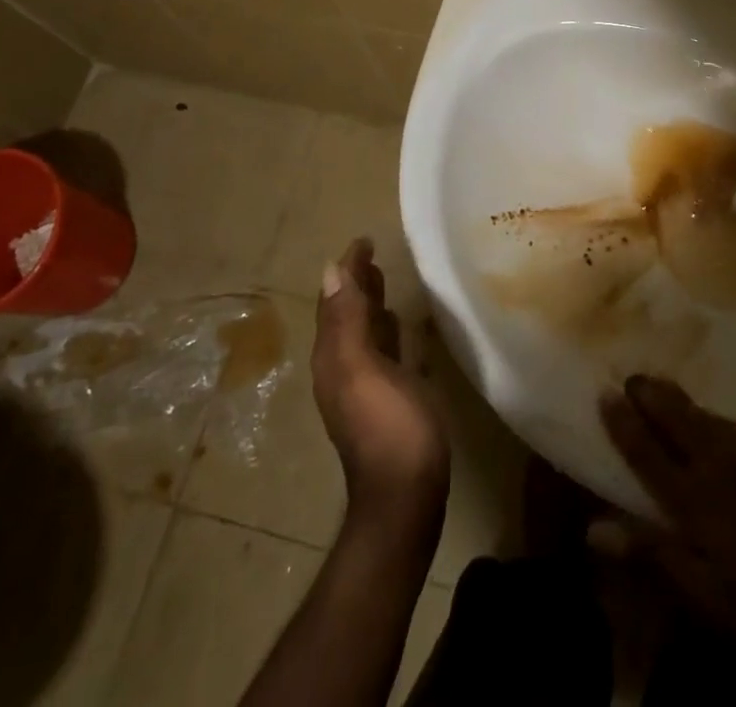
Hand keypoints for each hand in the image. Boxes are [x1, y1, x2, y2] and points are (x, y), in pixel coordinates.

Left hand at [313, 239, 448, 529]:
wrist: (405, 496)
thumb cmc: (388, 427)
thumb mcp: (363, 368)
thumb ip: (346, 321)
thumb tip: (330, 271)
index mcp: (333, 357)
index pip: (336, 300)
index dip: (348, 269)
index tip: (363, 240)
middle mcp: (342, 368)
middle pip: (345, 314)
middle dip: (355, 283)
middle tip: (371, 255)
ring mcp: (365, 386)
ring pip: (362, 331)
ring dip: (369, 304)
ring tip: (382, 280)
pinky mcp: (388, 398)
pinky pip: (381, 351)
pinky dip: (385, 329)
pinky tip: (399, 326)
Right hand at [599, 375, 735, 668]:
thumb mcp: (707, 598)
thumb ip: (652, 555)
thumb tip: (594, 527)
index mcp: (695, 500)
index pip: (648, 452)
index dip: (624, 423)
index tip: (605, 393)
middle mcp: (719, 468)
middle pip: (677, 420)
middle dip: (651, 396)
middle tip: (632, 376)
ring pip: (706, 419)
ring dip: (680, 401)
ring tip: (662, 389)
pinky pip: (733, 432)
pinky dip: (710, 420)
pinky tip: (713, 425)